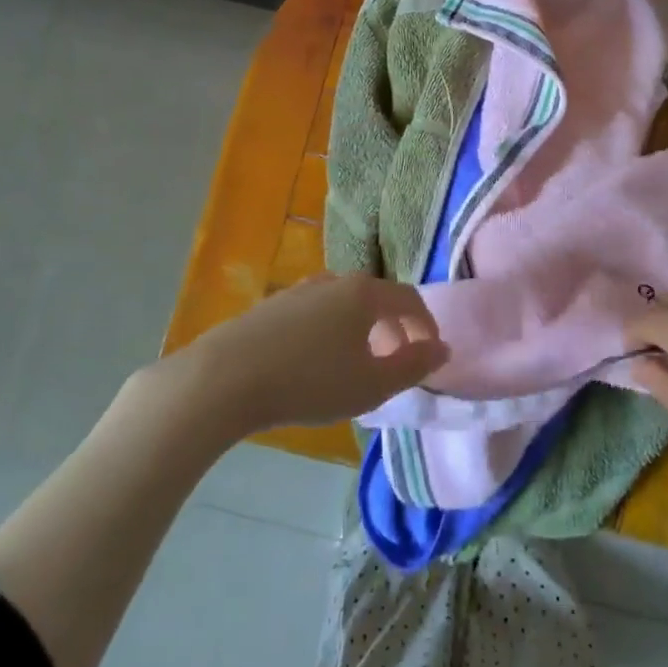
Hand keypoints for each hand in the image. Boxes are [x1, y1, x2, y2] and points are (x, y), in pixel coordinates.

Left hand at [182, 274, 447, 437]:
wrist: (224, 378)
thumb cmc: (310, 381)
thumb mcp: (372, 385)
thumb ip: (414, 366)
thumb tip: (443, 349)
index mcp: (365, 293)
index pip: (410, 299)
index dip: (426, 325)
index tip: (431, 352)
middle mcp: (335, 281)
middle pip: (377, 297)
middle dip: (394, 327)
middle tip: (395, 361)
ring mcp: (299, 290)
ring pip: (344, 304)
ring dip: (361, 328)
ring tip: (356, 362)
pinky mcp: (271, 306)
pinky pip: (316, 313)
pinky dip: (330, 330)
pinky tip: (316, 360)